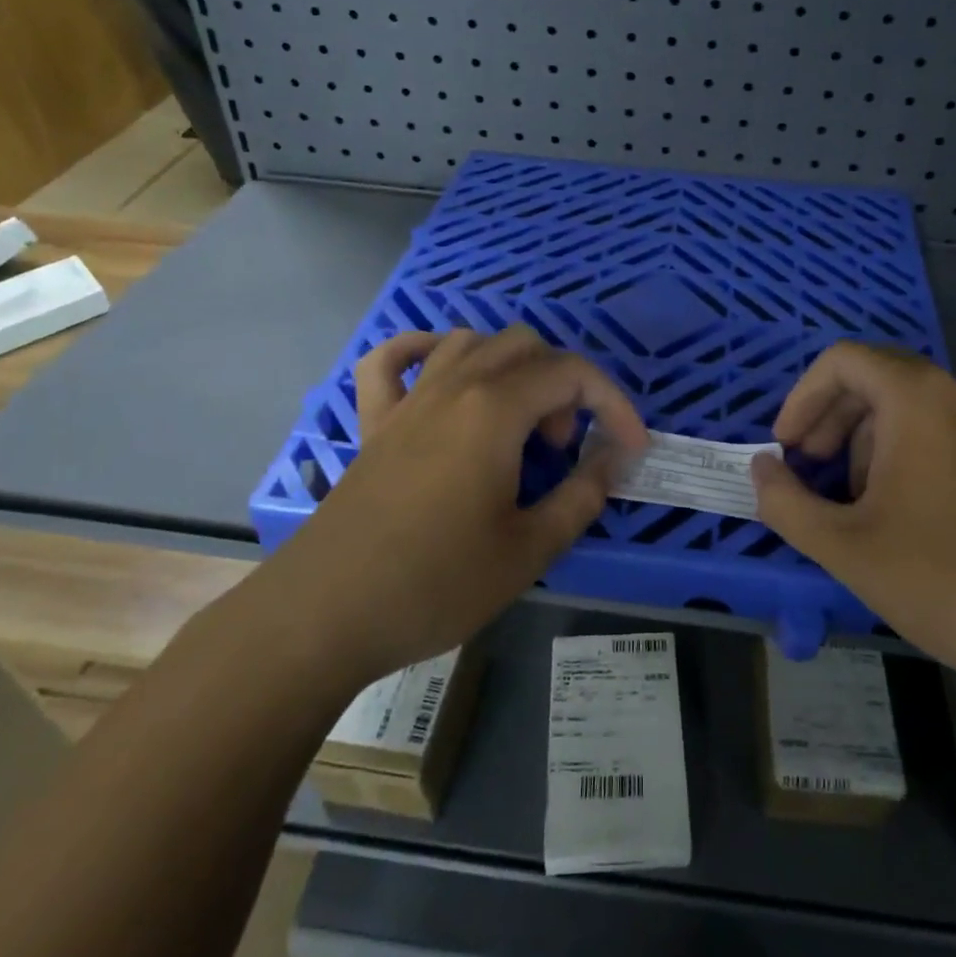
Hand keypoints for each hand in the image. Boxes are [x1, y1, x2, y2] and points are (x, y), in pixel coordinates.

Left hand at [273, 326, 647, 683]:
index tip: (631, 449)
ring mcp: (409, 399)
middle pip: (526, 346)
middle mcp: (454, 385)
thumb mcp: (529, 549)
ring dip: (509, 367)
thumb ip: (582, 495)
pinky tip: (440, 373)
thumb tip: (613, 458)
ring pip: (470, 343)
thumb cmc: (436, 583)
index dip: (614, 404)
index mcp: (495, 409)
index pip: (572, 374)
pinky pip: (392, 361)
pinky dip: (421, 352)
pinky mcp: (375, 422)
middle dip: (563, 386)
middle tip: (560, 448)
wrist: (325, 614)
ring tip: (516, 423)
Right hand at [750, 342, 955, 693]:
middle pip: (875, 379)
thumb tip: (761, 470)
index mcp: (917, 397)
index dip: (802, 397)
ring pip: (907, 408)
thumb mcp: (844, 545)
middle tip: (808, 470)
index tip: (786, 447)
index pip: (843, 360)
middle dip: (829, 420)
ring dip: (863, 440)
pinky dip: (901, 454)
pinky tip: (896, 514)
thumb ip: (785, 502)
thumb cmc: (944, 577)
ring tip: (849, 502)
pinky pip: (940, 433)